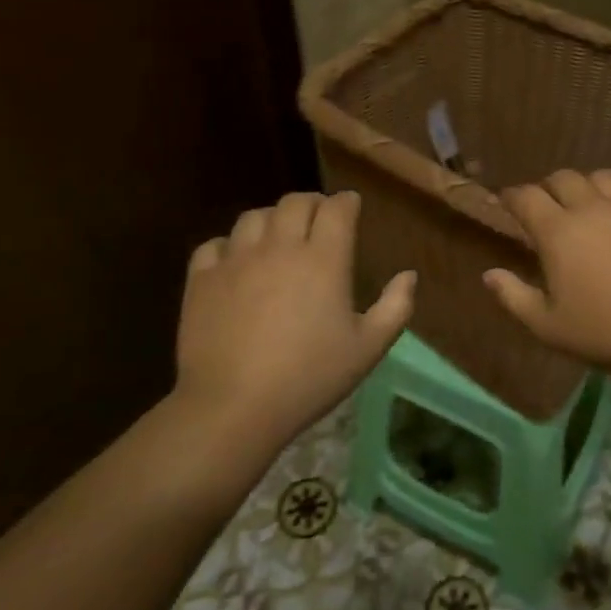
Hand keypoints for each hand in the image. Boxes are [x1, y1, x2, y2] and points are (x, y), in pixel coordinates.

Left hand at [173, 191, 414, 460]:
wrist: (234, 407)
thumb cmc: (309, 378)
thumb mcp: (367, 349)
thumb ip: (395, 308)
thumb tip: (409, 275)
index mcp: (324, 259)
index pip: (337, 208)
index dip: (346, 202)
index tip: (351, 208)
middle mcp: (280, 247)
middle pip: (295, 202)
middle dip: (312, 203)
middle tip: (318, 219)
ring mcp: (236, 260)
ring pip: (254, 217)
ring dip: (271, 219)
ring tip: (277, 237)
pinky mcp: (202, 279)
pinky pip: (214, 245)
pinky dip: (228, 246)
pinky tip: (235, 263)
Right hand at [483, 170, 610, 376]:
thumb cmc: (607, 333)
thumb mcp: (549, 327)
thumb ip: (514, 297)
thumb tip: (489, 274)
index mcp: (558, 231)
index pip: (526, 197)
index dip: (512, 196)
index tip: (507, 203)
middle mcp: (592, 207)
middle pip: (563, 178)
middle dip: (550, 188)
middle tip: (549, 206)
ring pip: (605, 176)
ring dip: (591, 185)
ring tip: (592, 201)